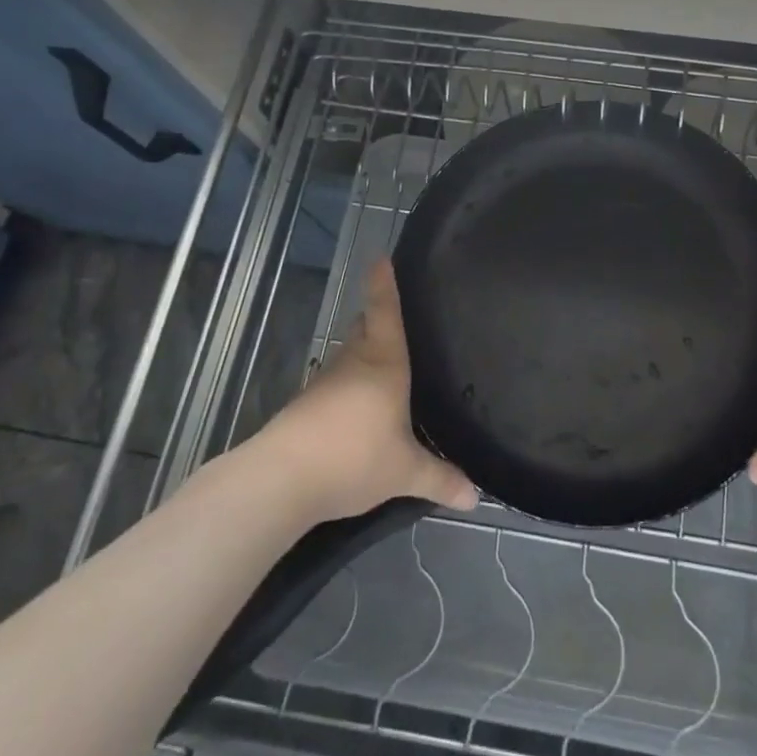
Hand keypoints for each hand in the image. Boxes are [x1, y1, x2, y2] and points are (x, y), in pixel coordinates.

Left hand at [261, 259, 478, 523]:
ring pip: (349, 356)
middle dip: (377, 318)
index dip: (384, 284)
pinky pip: (335, 385)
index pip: (385, 311)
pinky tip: (358, 409)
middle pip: (364, 328)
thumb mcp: (404, 472)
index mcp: (383, 363)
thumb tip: (476, 498)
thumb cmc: (353, 457)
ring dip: (363, 355)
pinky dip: (348, 386)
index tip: (380, 257)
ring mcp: (325, 383)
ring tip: (385, 367)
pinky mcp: (305, 406)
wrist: (280, 480)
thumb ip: (440, 480)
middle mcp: (353, 362)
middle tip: (398, 317)